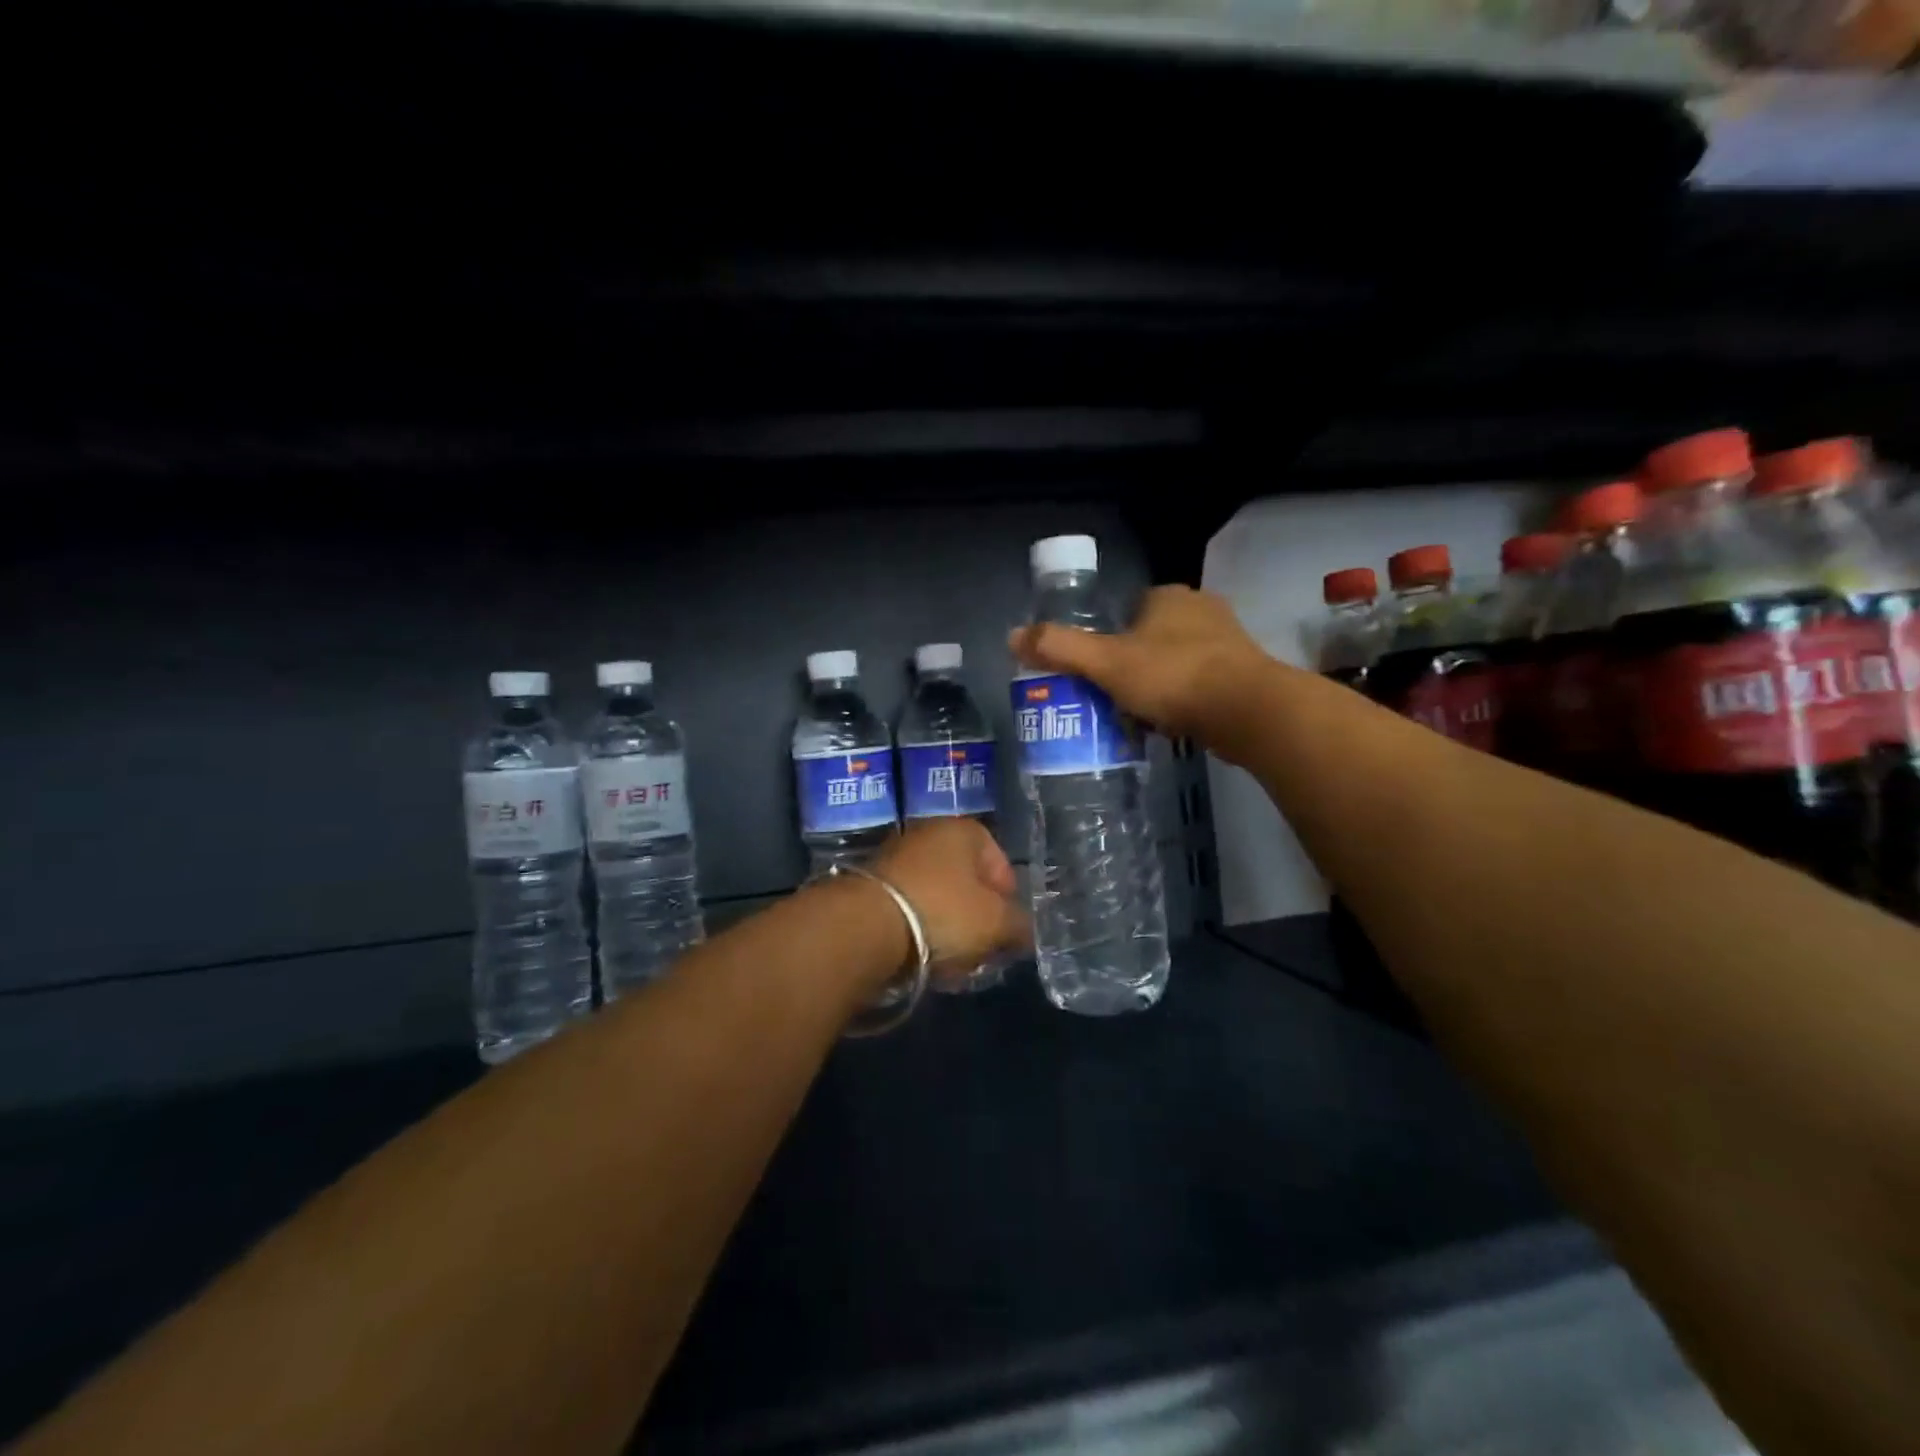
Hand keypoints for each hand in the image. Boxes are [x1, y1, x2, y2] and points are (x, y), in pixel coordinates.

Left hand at [869, 818, 1029, 988]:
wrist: (866, 927)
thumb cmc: (943, 912)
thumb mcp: (997, 923)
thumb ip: (1019, 925)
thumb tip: (1023, 931)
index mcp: (962, 830)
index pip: (999, 859)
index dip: (1008, 896)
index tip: (1008, 927)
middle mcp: (927, 833)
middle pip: (966, 879)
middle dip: (977, 916)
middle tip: (982, 948)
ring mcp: (895, 857)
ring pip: (937, 896)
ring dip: (948, 927)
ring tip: (952, 961)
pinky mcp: (870, 885)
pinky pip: (908, 908)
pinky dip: (918, 930)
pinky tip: (922, 958)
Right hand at [1007, 584, 1269, 742]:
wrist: (1247, 711)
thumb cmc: (1173, 677)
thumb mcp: (1106, 662)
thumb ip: (1060, 648)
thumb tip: (1012, 636)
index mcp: (1167, 597)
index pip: (1126, 611)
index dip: (1108, 641)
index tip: (1097, 673)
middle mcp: (1200, 609)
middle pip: (1150, 638)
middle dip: (1132, 667)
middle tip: (1112, 700)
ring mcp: (1227, 641)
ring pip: (1175, 661)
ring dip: (1158, 686)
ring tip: (1139, 717)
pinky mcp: (1243, 673)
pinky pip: (1199, 683)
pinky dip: (1183, 701)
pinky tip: (1172, 724)